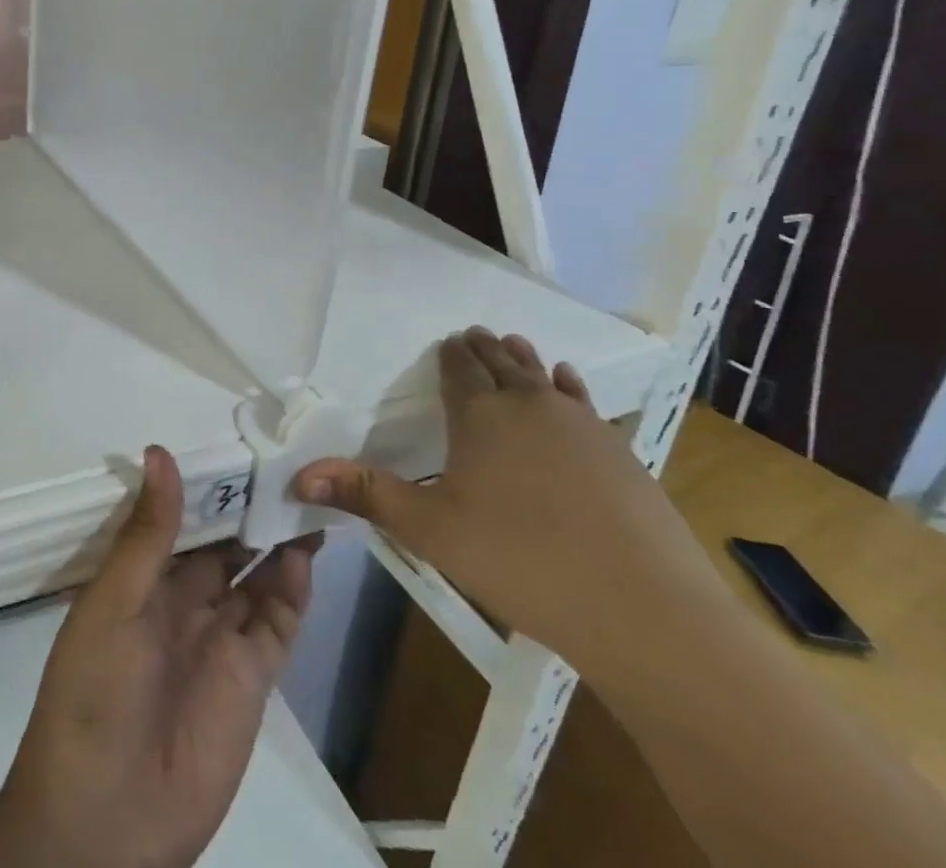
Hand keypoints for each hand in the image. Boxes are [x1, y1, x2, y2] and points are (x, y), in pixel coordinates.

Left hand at [0, 446, 318, 867]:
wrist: (106, 818)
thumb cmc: (94, 691)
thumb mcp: (114, 601)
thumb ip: (147, 533)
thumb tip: (160, 452)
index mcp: (139, 578)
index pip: (178, 519)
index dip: (206, 486)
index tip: (237, 447)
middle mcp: (180, 602)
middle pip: (221, 544)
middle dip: (248, 509)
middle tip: (286, 465)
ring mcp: (217, 639)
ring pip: (253, 577)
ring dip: (277, 543)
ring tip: (307, 498)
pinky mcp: (249, 679)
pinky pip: (275, 624)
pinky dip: (291, 590)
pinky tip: (304, 555)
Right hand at [293, 327, 728, 679]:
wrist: (647, 612)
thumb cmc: (521, 562)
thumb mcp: (430, 530)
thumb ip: (365, 495)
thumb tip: (298, 476)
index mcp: (480, 416)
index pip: (459, 371)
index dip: (450, 355)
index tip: (446, 339)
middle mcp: (529, 406)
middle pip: (501, 364)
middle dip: (483, 348)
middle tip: (473, 332)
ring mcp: (582, 426)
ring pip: (543, 377)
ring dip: (523, 358)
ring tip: (512, 341)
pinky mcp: (621, 452)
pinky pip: (585, 402)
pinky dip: (570, 386)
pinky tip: (568, 381)